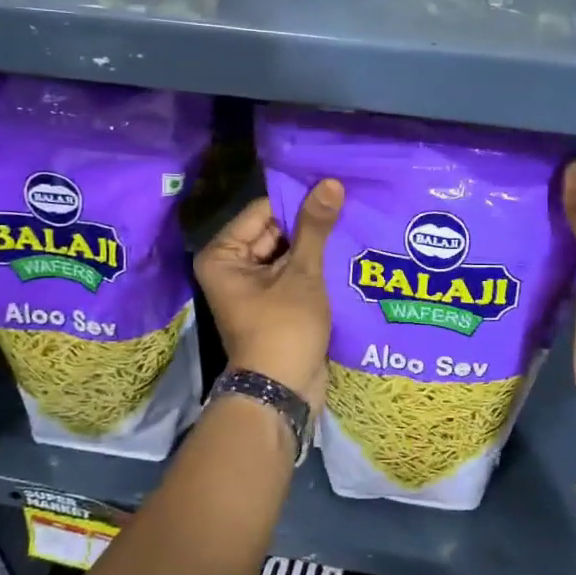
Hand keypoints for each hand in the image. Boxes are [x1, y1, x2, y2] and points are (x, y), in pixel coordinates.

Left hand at [194, 180, 343, 411]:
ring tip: (352, 222)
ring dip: (315, 245)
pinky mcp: (271, 302)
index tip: (332, 188)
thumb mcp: (302, 274)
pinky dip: (314, 266)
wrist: (282, 392)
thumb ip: (315, 227)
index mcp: (223, 254)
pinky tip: (345, 251)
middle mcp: (230, 266)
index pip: (263, 211)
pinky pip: (292, 273)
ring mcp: (251, 286)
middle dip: (308, 224)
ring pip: (287, 252)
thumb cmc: (284, 328)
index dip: (297, 201)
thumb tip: (330, 182)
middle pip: (275, 231)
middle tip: (347, 204)